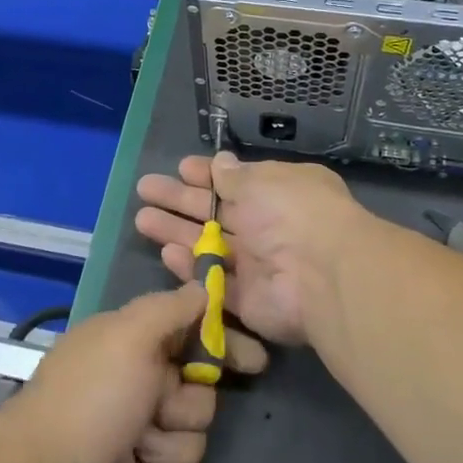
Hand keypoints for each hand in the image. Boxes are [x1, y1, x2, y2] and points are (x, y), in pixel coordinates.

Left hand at [0, 284, 268, 462]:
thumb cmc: (92, 396)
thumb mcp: (131, 335)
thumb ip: (171, 308)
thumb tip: (203, 285)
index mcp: (134, 346)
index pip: (193, 337)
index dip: (224, 348)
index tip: (254, 361)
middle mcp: (138, 385)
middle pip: (201, 395)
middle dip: (185, 407)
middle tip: (157, 409)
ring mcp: (138, 436)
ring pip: (193, 440)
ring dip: (168, 447)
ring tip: (135, 448)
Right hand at [135, 153, 369, 347]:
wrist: (320, 274)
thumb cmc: (292, 212)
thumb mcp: (262, 181)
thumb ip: (235, 177)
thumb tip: (220, 162)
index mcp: (277, 193)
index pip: (235, 182)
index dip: (207, 175)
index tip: (181, 168)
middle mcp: (266, 227)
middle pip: (214, 212)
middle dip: (179, 200)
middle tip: (145, 189)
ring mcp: (256, 265)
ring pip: (208, 245)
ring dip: (176, 232)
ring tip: (142, 218)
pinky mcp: (247, 300)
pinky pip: (214, 281)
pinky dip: (191, 268)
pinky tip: (166, 254)